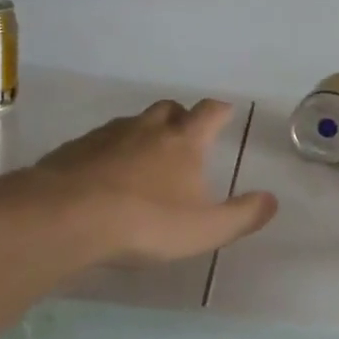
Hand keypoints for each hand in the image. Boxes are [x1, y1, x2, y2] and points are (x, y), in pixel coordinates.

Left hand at [30, 100, 276, 264]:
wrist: (66, 217)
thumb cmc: (146, 222)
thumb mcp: (205, 229)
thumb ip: (242, 216)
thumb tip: (272, 200)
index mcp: (184, 142)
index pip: (209, 113)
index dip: (220, 111)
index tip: (226, 112)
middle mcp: (147, 129)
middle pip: (169, 109)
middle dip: (181, 117)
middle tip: (185, 137)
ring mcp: (107, 136)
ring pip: (132, 124)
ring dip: (144, 134)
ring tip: (145, 160)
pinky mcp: (74, 150)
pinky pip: (100, 143)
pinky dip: (110, 152)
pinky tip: (106, 178)